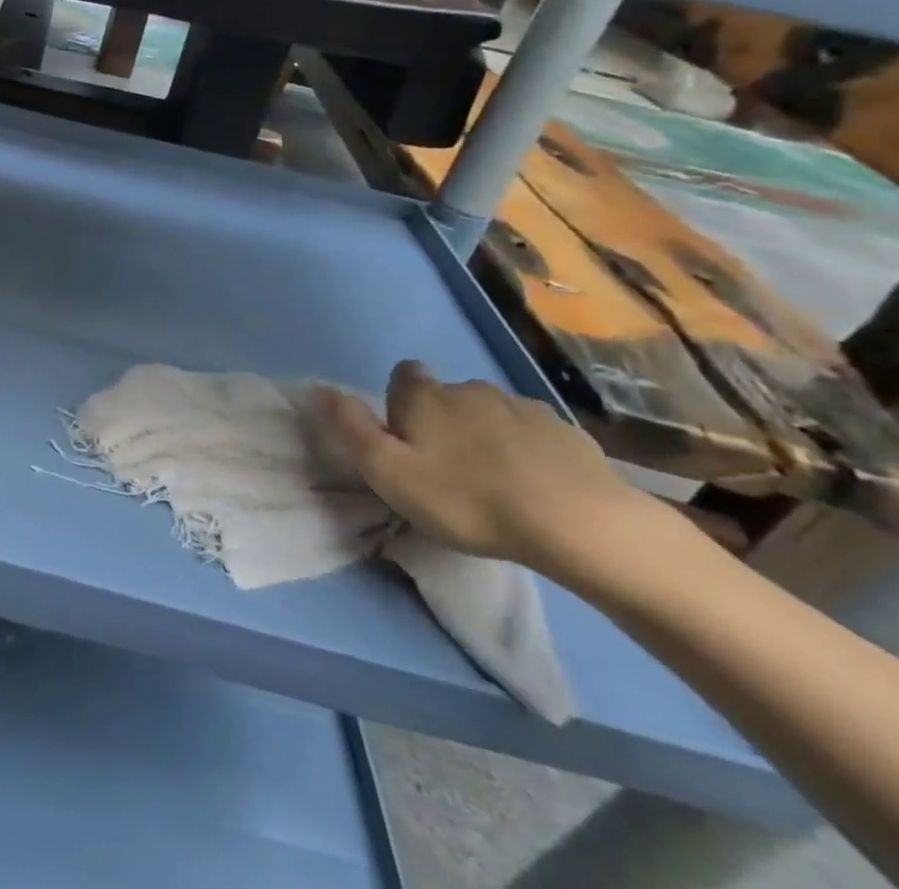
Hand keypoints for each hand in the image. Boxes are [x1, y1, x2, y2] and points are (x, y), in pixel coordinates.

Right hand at [316, 360, 647, 575]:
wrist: (578, 523)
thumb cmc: (467, 498)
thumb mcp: (388, 472)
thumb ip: (351, 427)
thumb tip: (321, 390)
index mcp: (424, 396)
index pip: (402, 376)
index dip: (400, 405)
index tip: (407, 442)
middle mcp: (469, 388)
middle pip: (447, 396)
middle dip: (444, 422)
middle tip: (449, 472)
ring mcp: (523, 406)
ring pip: (491, 414)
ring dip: (487, 436)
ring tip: (496, 483)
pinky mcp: (567, 432)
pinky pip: (534, 435)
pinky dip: (528, 452)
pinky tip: (537, 487)